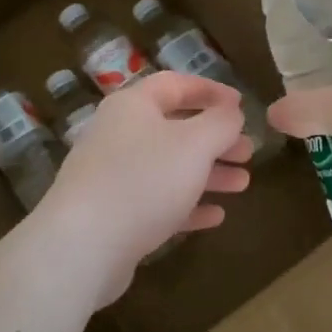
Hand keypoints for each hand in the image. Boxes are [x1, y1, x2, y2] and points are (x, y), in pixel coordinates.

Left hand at [38, 72, 252, 304]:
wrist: (83, 246)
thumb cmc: (144, 180)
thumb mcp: (195, 144)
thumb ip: (221, 123)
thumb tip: (232, 112)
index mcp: (133, 106)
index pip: (175, 84)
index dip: (211, 91)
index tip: (242, 105)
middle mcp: (119, 135)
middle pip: (175, 129)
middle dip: (215, 140)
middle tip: (248, 152)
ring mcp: (113, 177)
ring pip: (169, 168)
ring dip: (208, 174)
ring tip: (242, 185)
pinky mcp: (113, 215)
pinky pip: (157, 202)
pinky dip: (187, 205)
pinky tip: (215, 216)